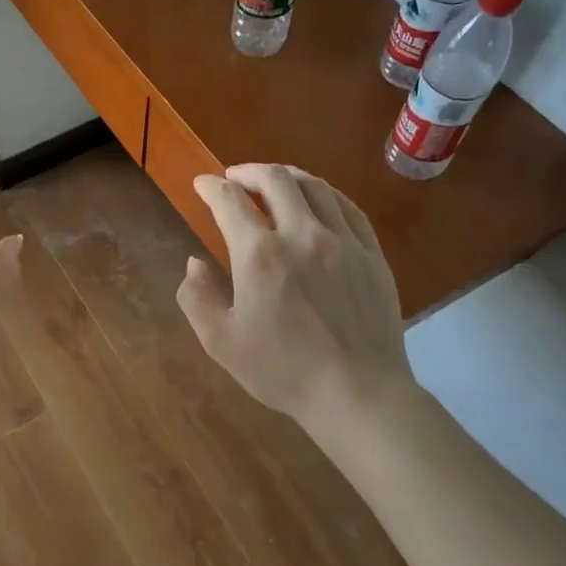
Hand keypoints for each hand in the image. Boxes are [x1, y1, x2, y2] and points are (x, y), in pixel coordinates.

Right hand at [177, 163, 412, 429]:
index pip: (229, 201)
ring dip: (286, 176)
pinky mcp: (372, 253)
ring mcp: (343, 241)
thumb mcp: (221, 342)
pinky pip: (348, 207)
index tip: (202, 185)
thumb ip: (196, 297)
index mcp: (259, 255)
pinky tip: (318, 199)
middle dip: (248, 172)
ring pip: (314, 186)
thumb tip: (194, 262)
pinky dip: (325, 193)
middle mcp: (301, 235)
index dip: (210, 187)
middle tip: (234, 178)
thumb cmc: (283, 371)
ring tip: (273, 181)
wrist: (357, 393)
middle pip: (274, 180)